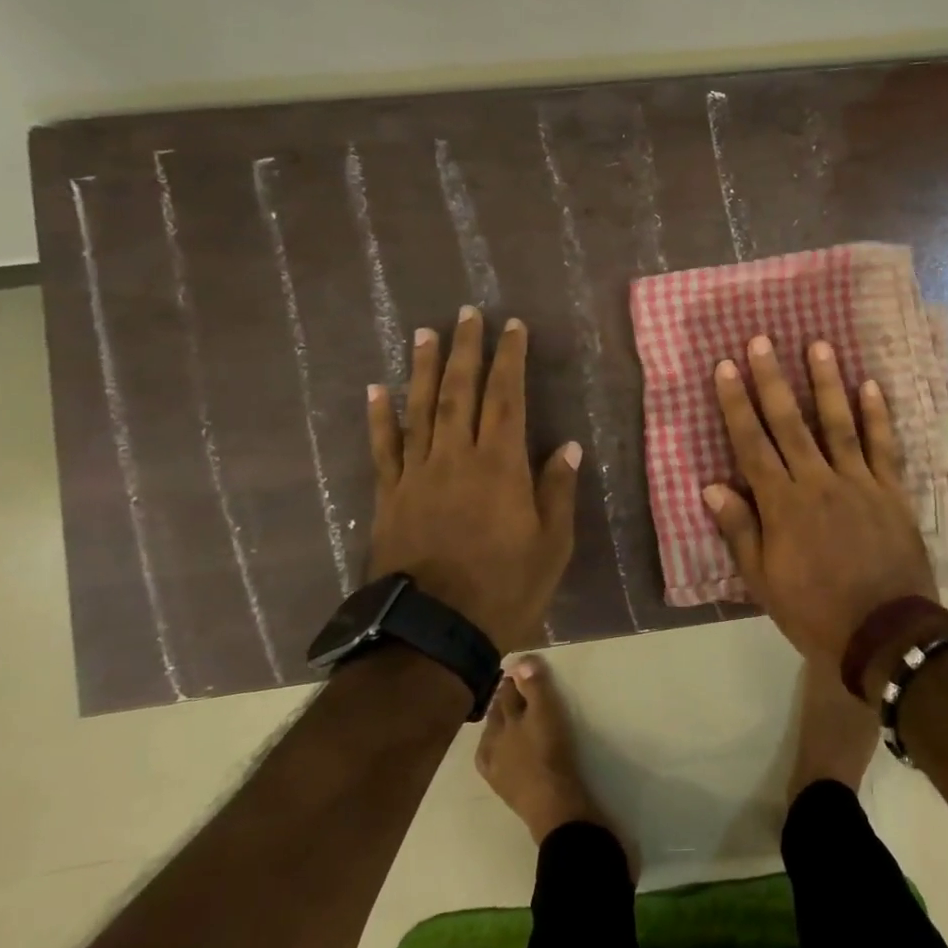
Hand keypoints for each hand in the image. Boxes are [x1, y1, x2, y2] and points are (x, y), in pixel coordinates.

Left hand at [366, 307, 580, 653]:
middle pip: (459, 391)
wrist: (433, 634)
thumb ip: (557, 490)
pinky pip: (383, 448)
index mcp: (500, 466)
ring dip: (424, 368)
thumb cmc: (505, 589)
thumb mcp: (552, 545)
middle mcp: (456, 458)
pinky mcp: (389, 497)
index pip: (506, 398)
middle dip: (466, 349)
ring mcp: (417, 475)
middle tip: (467, 313)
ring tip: (425, 333)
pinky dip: (380, 416)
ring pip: (420, 410)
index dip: (509, 359)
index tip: (512, 327)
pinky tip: (377, 389)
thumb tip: (569, 446)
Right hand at [702, 335, 936, 675]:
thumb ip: (740, 530)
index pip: (752, 444)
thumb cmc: (814, 611)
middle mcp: (818, 482)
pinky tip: (870, 385)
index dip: (737, 404)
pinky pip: (883, 446)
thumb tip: (712, 486)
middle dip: (773, 380)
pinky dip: (877, 415)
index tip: (726, 368)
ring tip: (818, 345)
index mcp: (782, 505)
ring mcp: (858, 482)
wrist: (884, 634)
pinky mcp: (891, 491)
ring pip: (838, 423)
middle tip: (762, 341)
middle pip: (790, 423)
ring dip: (826, 383)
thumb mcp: (764, 582)